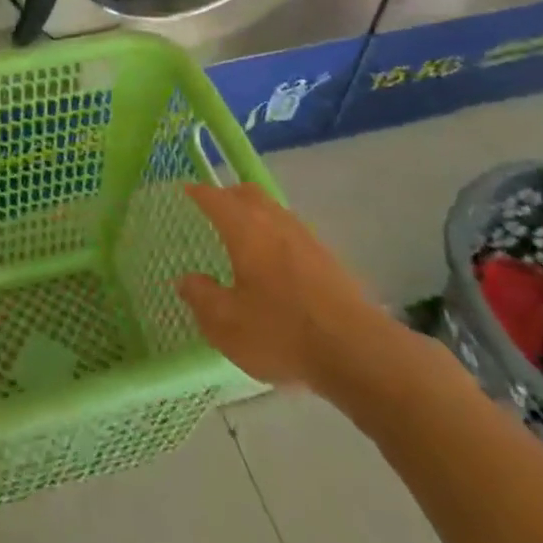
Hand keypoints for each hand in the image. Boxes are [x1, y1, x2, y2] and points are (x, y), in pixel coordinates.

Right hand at [176, 183, 411, 403]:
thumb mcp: (227, 323)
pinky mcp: (328, 260)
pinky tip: (274, 261)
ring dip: (255, 213)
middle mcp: (275, 223)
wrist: (357, 351)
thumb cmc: (281, 332)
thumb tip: (186, 280)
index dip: (198, 193)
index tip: (186, 191)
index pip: (215, 198)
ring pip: (274, 210)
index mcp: (245, 229)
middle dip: (228, 195)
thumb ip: (202, 297)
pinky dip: (275, 234)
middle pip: (248, 194)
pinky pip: (292, 232)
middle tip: (213, 207)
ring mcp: (306, 239)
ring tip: (242, 233)